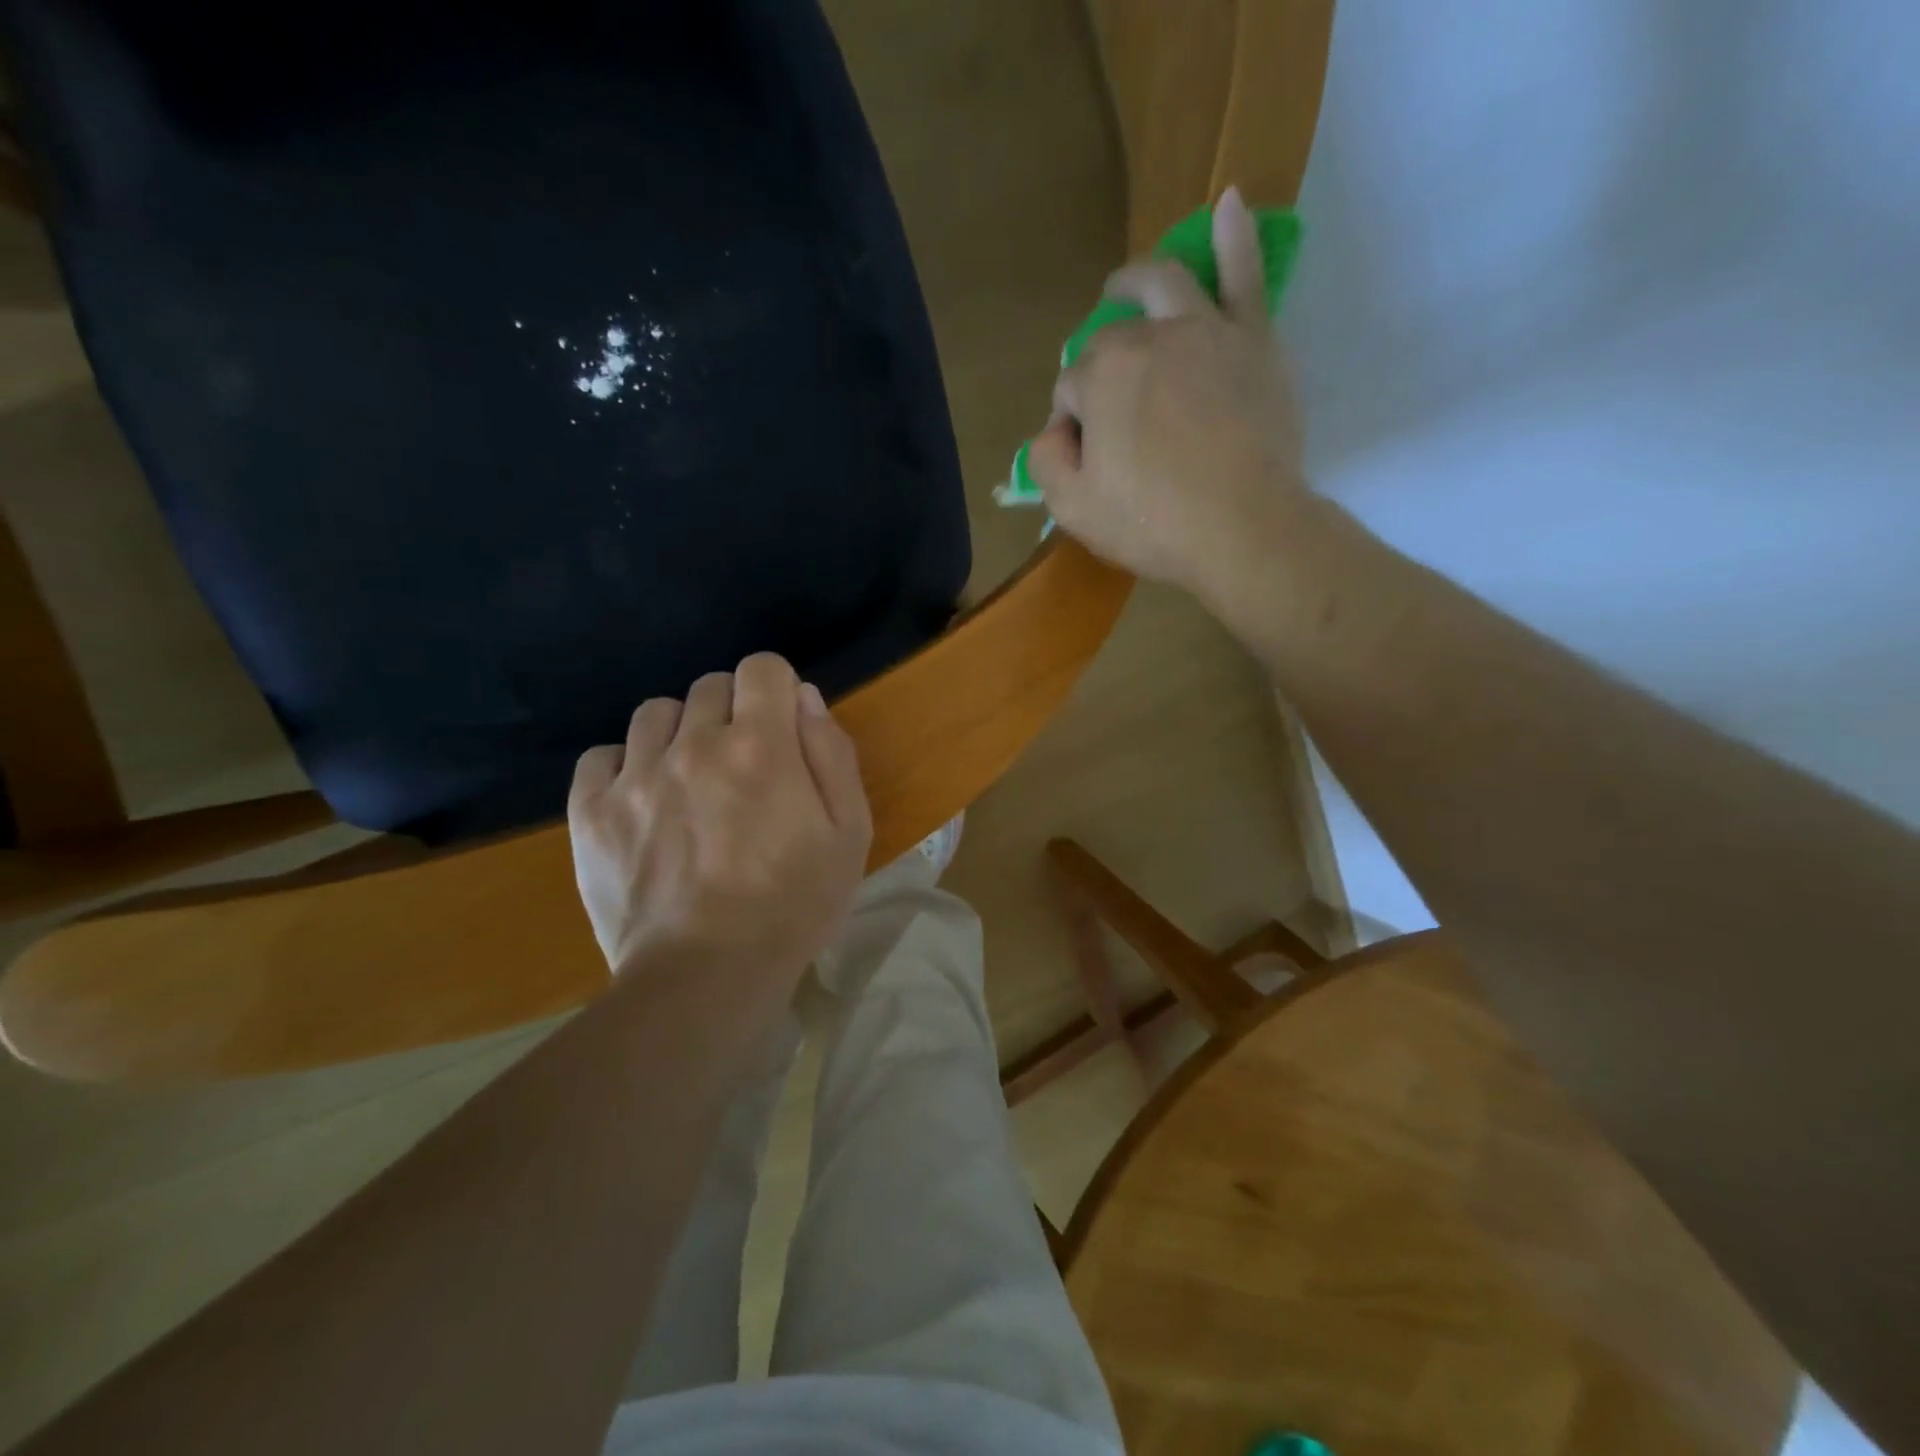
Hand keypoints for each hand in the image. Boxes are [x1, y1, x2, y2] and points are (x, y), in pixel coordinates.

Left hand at [568, 654, 872, 989]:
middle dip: (733, 711)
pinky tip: (643, 799)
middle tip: (744, 764)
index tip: (782, 727)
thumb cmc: (794, 907)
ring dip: (680, 732)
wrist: (706, 977)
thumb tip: (805, 698)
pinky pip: (600, 756)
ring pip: (655, 713)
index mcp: (761, 746)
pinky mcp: (591, 813)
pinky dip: (624, 766)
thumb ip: (832, 754)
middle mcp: (694, 744)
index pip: (763, 667)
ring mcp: (635, 776)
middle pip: (709, 686)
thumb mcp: (849, 833)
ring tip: (690, 779)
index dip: (777, 689)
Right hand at [1028, 187, 1314, 602]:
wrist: (1243, 529)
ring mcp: (1204, 330)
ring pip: (1163, 284)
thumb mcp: (1073, 508)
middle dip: (1097, 371)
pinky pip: (1243, 275)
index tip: (1086, 457)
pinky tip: (1227, 203)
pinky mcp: (1252, 339)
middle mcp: (1148, 337)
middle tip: (1106, 410)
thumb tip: (1053, 429)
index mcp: (1100, 376)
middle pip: (1110, 341)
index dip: (1071, 423)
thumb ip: (1046, 459)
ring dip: (1135, 280)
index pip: (1070, 390)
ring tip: (1122, 286)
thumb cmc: (1153, 523)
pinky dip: (1234, 236)